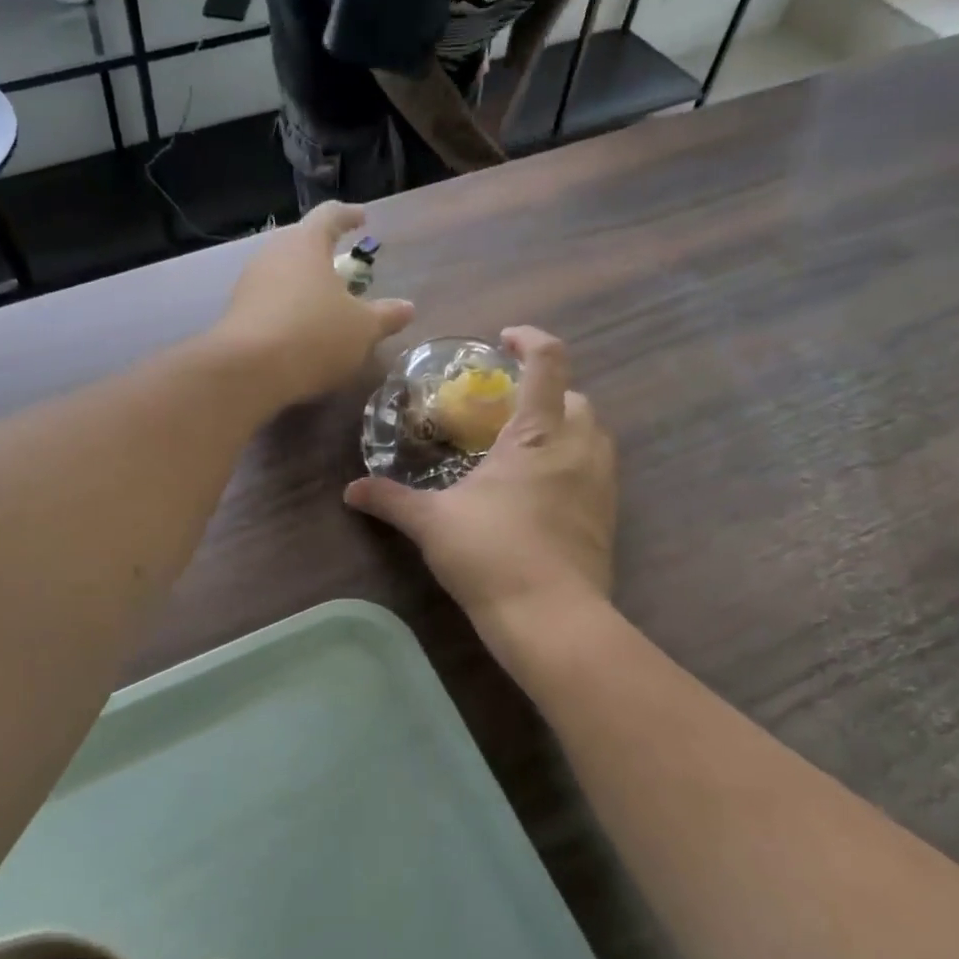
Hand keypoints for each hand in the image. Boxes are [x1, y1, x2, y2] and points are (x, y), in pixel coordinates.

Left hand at [214, 203, 414, 406]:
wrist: (248, 371)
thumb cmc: (314, 335)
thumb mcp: (362, 329)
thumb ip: (385, 316)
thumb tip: (407, 308)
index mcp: (307, 243)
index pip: (330, 215)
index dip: (348, 215)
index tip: (362, 218)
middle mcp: (273, 253)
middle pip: (301, 242)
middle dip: (322, 251)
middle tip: (342, 264)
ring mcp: (250, 283)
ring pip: (282, 272)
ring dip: (303, 282)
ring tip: (323, 300)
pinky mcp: (236, 313)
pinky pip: (269, 300)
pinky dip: (287, 307)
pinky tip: (299, 328)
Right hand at [344, 327, 616, 618]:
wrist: (550, 618)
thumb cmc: (491, 554)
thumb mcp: (432, 523)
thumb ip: (391, 500)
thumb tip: (351, 490)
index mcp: (538, 434)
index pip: (548, 364)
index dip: (531, 340)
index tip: (506, 340)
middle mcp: (578, 448)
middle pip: (578, 397)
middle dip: (547, 391)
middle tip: (509, 408)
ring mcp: (601, 484)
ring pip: (594, 434)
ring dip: (566, 426)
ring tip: (526, 447)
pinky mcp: (608, 517)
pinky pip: (597, 471)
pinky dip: (574, 463)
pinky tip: (542, 490)